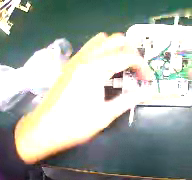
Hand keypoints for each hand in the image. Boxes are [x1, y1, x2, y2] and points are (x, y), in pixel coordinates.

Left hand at [15, 33, 150, 163]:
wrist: (43, 128)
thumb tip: (148, 92)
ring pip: (102, 39)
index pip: (129, 56)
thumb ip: (128, 100)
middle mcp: (88, 57)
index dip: (143, 66)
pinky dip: (102, 50)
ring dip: (115, 47)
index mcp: (97, 68)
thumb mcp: (104, 115)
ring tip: (119, 65)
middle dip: (131, 51)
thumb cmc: (73, 125)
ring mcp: (77, 58)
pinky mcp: (70, 63)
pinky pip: (90, 46)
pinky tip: (102, 67)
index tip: (147, 80)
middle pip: (117, 40)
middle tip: (134, 69)